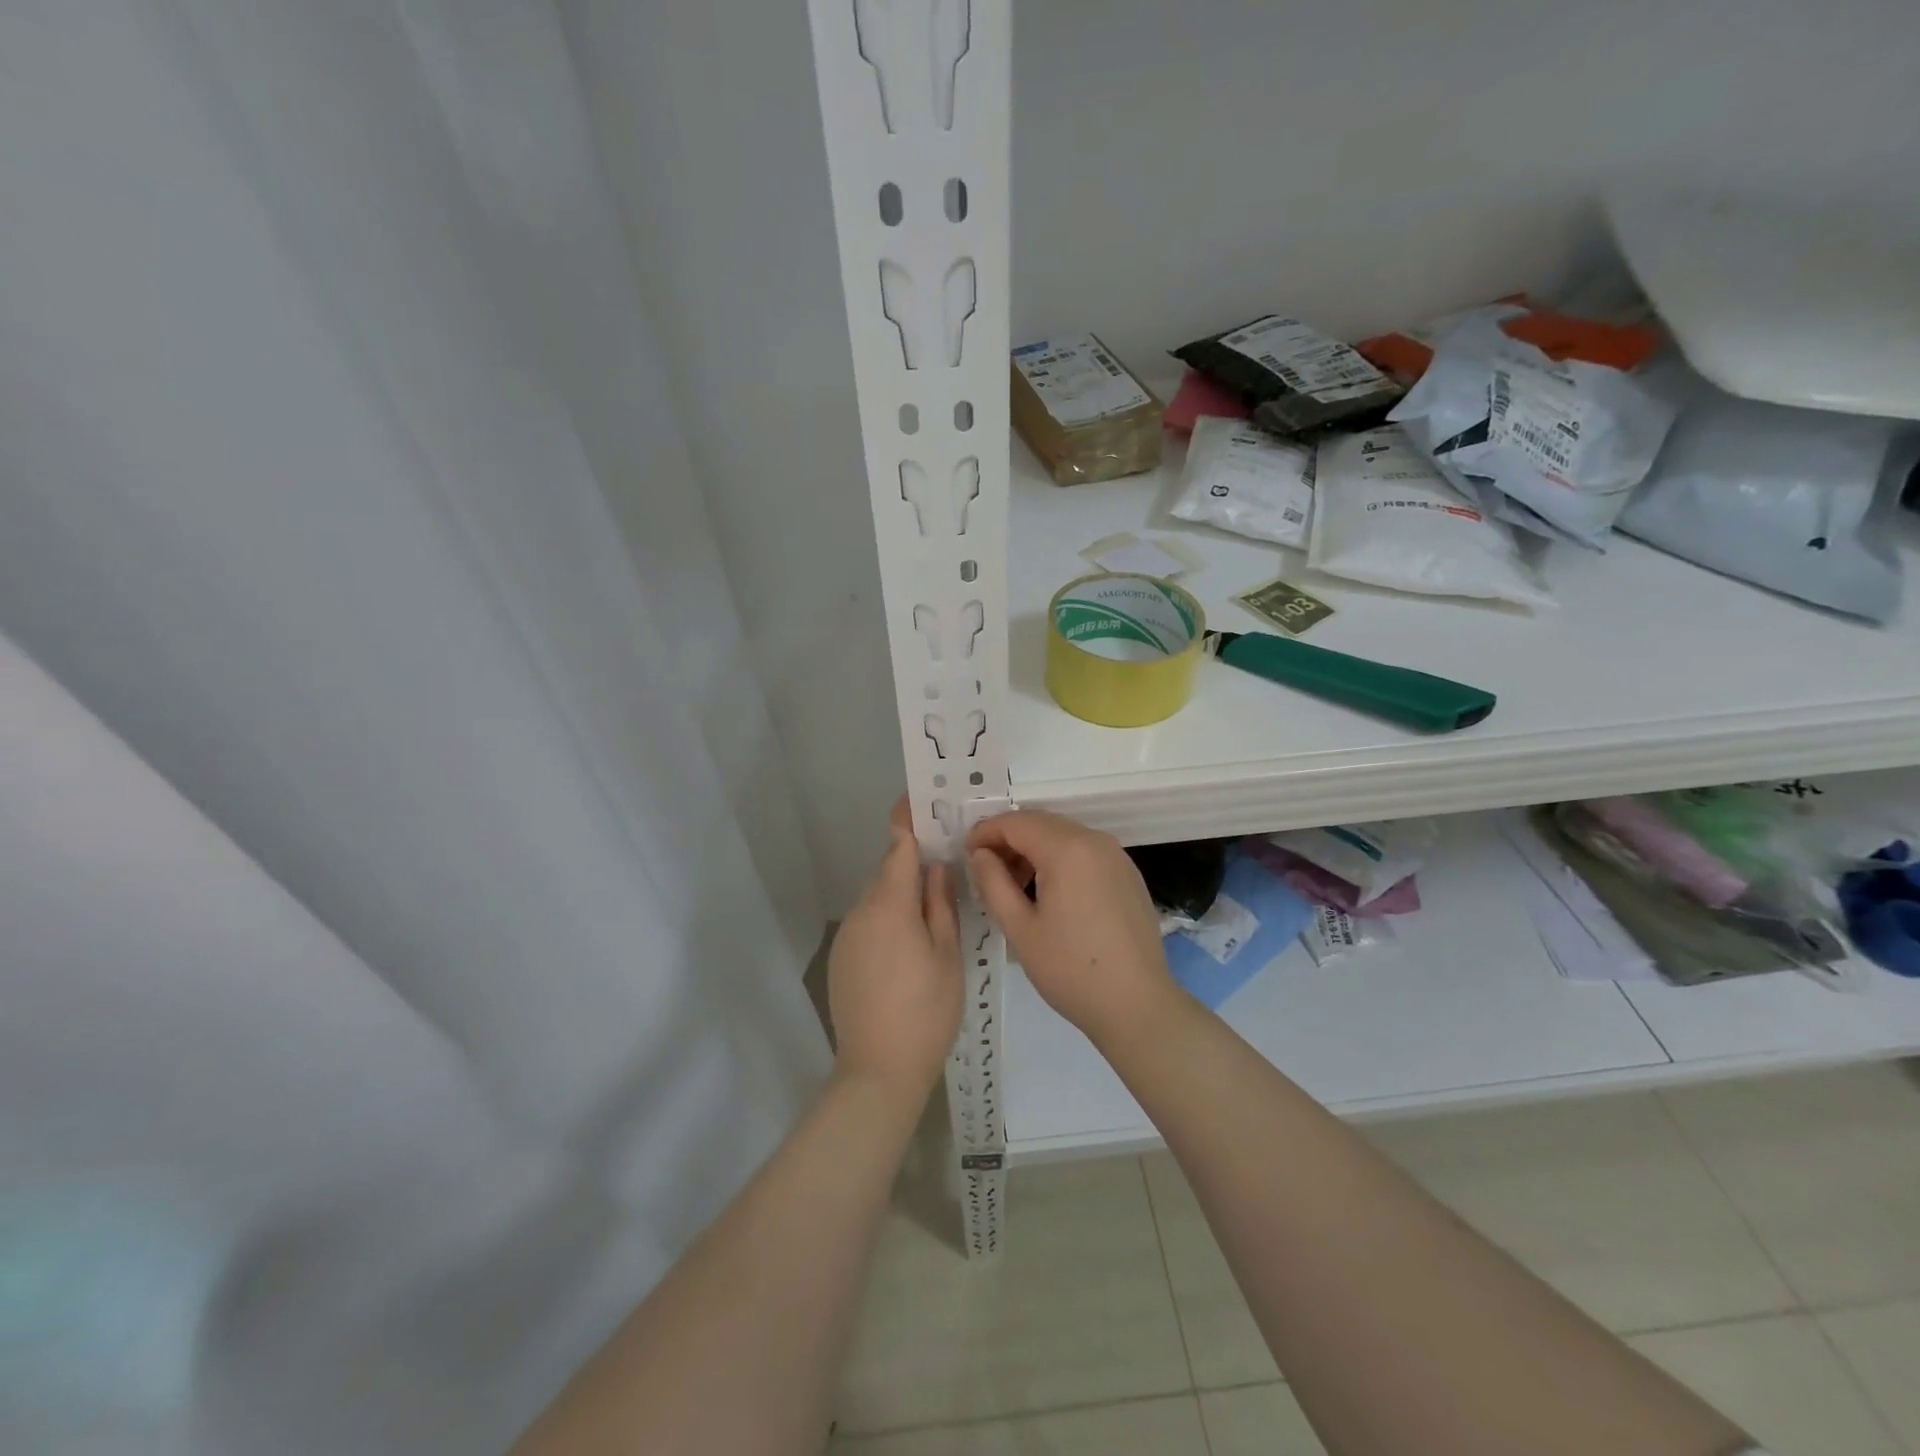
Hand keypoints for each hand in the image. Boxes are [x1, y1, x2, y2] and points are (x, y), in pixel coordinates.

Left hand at [829, 798, 963, 1099]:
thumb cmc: (926, 1010)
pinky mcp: (841, 958)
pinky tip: (909, 945)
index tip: (922, 799)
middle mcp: (861, 912)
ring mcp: (847, 936)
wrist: (878, 1071)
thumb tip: (936, 866)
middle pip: (887, 872)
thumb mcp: (947, 954)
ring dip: (901, 893)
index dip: (908, 819)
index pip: (897, 845)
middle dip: (913, 862)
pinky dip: (888, 919)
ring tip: (934, 908)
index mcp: (889, 904)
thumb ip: (940, 904)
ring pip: (877, 898)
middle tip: (947, 861)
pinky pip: (868, 923)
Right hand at [967, 809, 1178, 1050]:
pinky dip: (1060, 859)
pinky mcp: (1128, 874)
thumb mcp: (1020, 928)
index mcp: (1066, 849)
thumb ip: (993, 883)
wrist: (1137, 1005)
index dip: (985, 832)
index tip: (966, 854)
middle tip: (986, 870)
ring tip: (1015, 886)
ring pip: (1064, 835)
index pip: (1015, 822)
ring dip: (1034, 849)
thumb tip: (981, 854)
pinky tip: (1050, 893)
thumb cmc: (1071, 969)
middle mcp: (1094, 840)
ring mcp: (1116, 856)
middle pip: (1041, 823)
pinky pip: (1085, 851)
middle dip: (1009, 839)